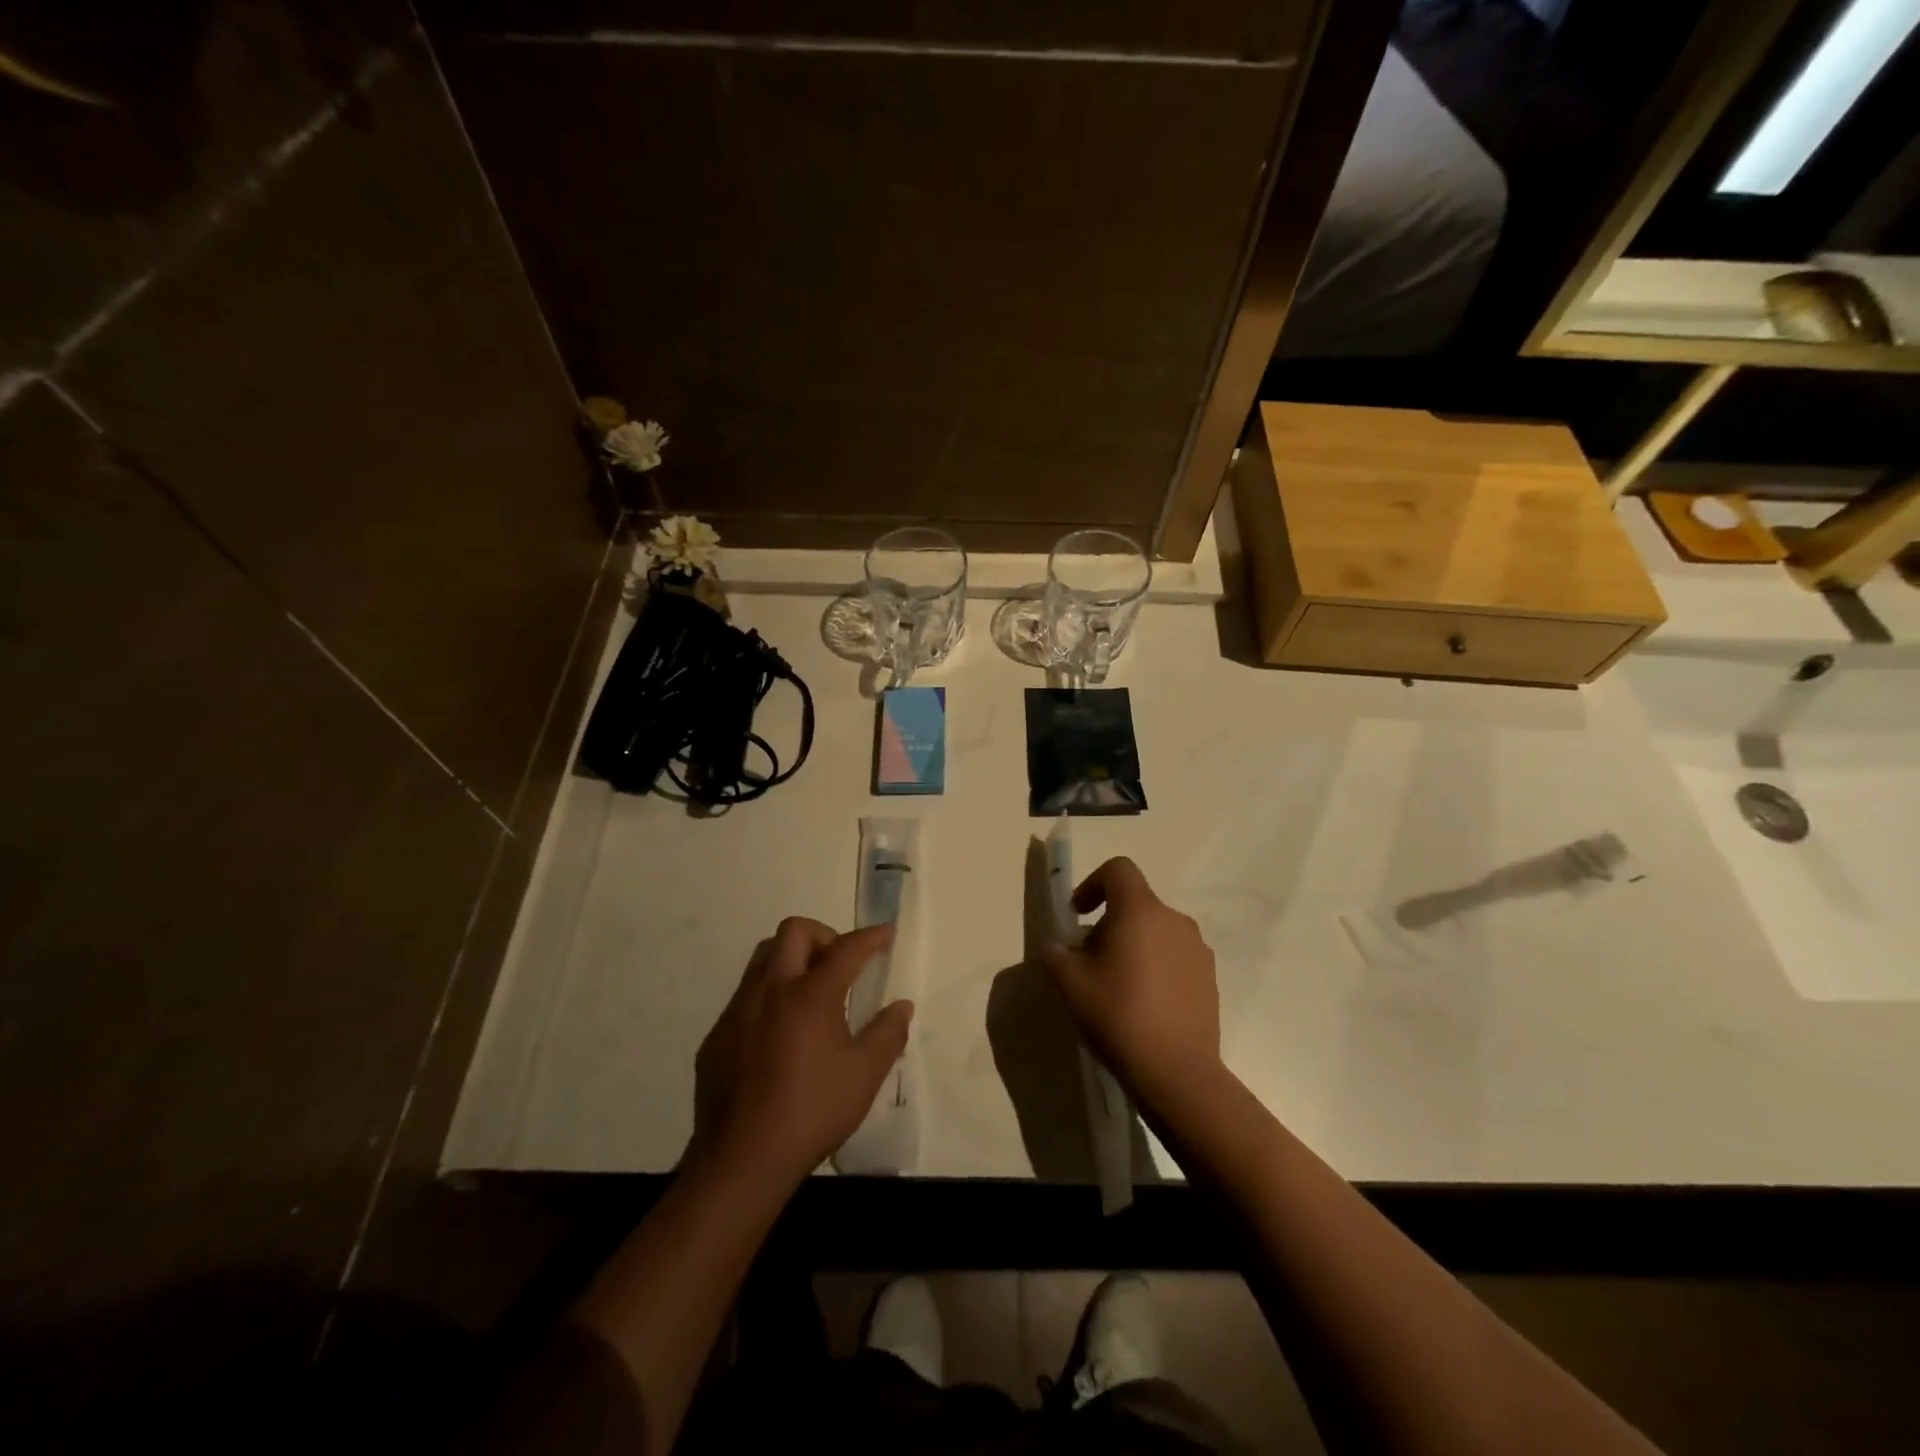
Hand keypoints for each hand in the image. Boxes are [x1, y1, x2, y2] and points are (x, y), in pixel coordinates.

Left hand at [691, 917, 912, 1189]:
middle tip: (841, 963)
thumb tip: (901, 1007)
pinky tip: (780, 1035)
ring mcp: (738, 1010)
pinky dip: (770, 996)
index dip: (871, 937)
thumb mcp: (864, 1075)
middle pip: (794, 931)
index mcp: (810, 995)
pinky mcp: (718, 1035)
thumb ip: (888, 1034)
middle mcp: (771, 990)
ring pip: (764, 957)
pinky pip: (746, 995)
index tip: (887, 933)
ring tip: (812, 993)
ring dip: (792, 959)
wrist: (741, 1159)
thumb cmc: (812, 1112)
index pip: (846, 949)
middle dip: (824, 935)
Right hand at [1042, 857, 1220, 1107]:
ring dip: (1135, 945)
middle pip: (1136, 903)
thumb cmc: (1118, 1014)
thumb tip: (1057, 948)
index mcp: (1140, 910)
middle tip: (1090, 960)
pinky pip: (1176, 957)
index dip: (1093, 883)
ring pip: (1157, 931)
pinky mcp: (1210, 978)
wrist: (1176, 1071)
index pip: (1118, 870)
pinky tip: (1145, 1005)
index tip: (1078, 914)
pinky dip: (1157, 967)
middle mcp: (1174, 920)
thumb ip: (1055, 954)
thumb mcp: (1069, 983)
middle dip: (1109, 923)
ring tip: (1118, 985)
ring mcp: (1198, 949)